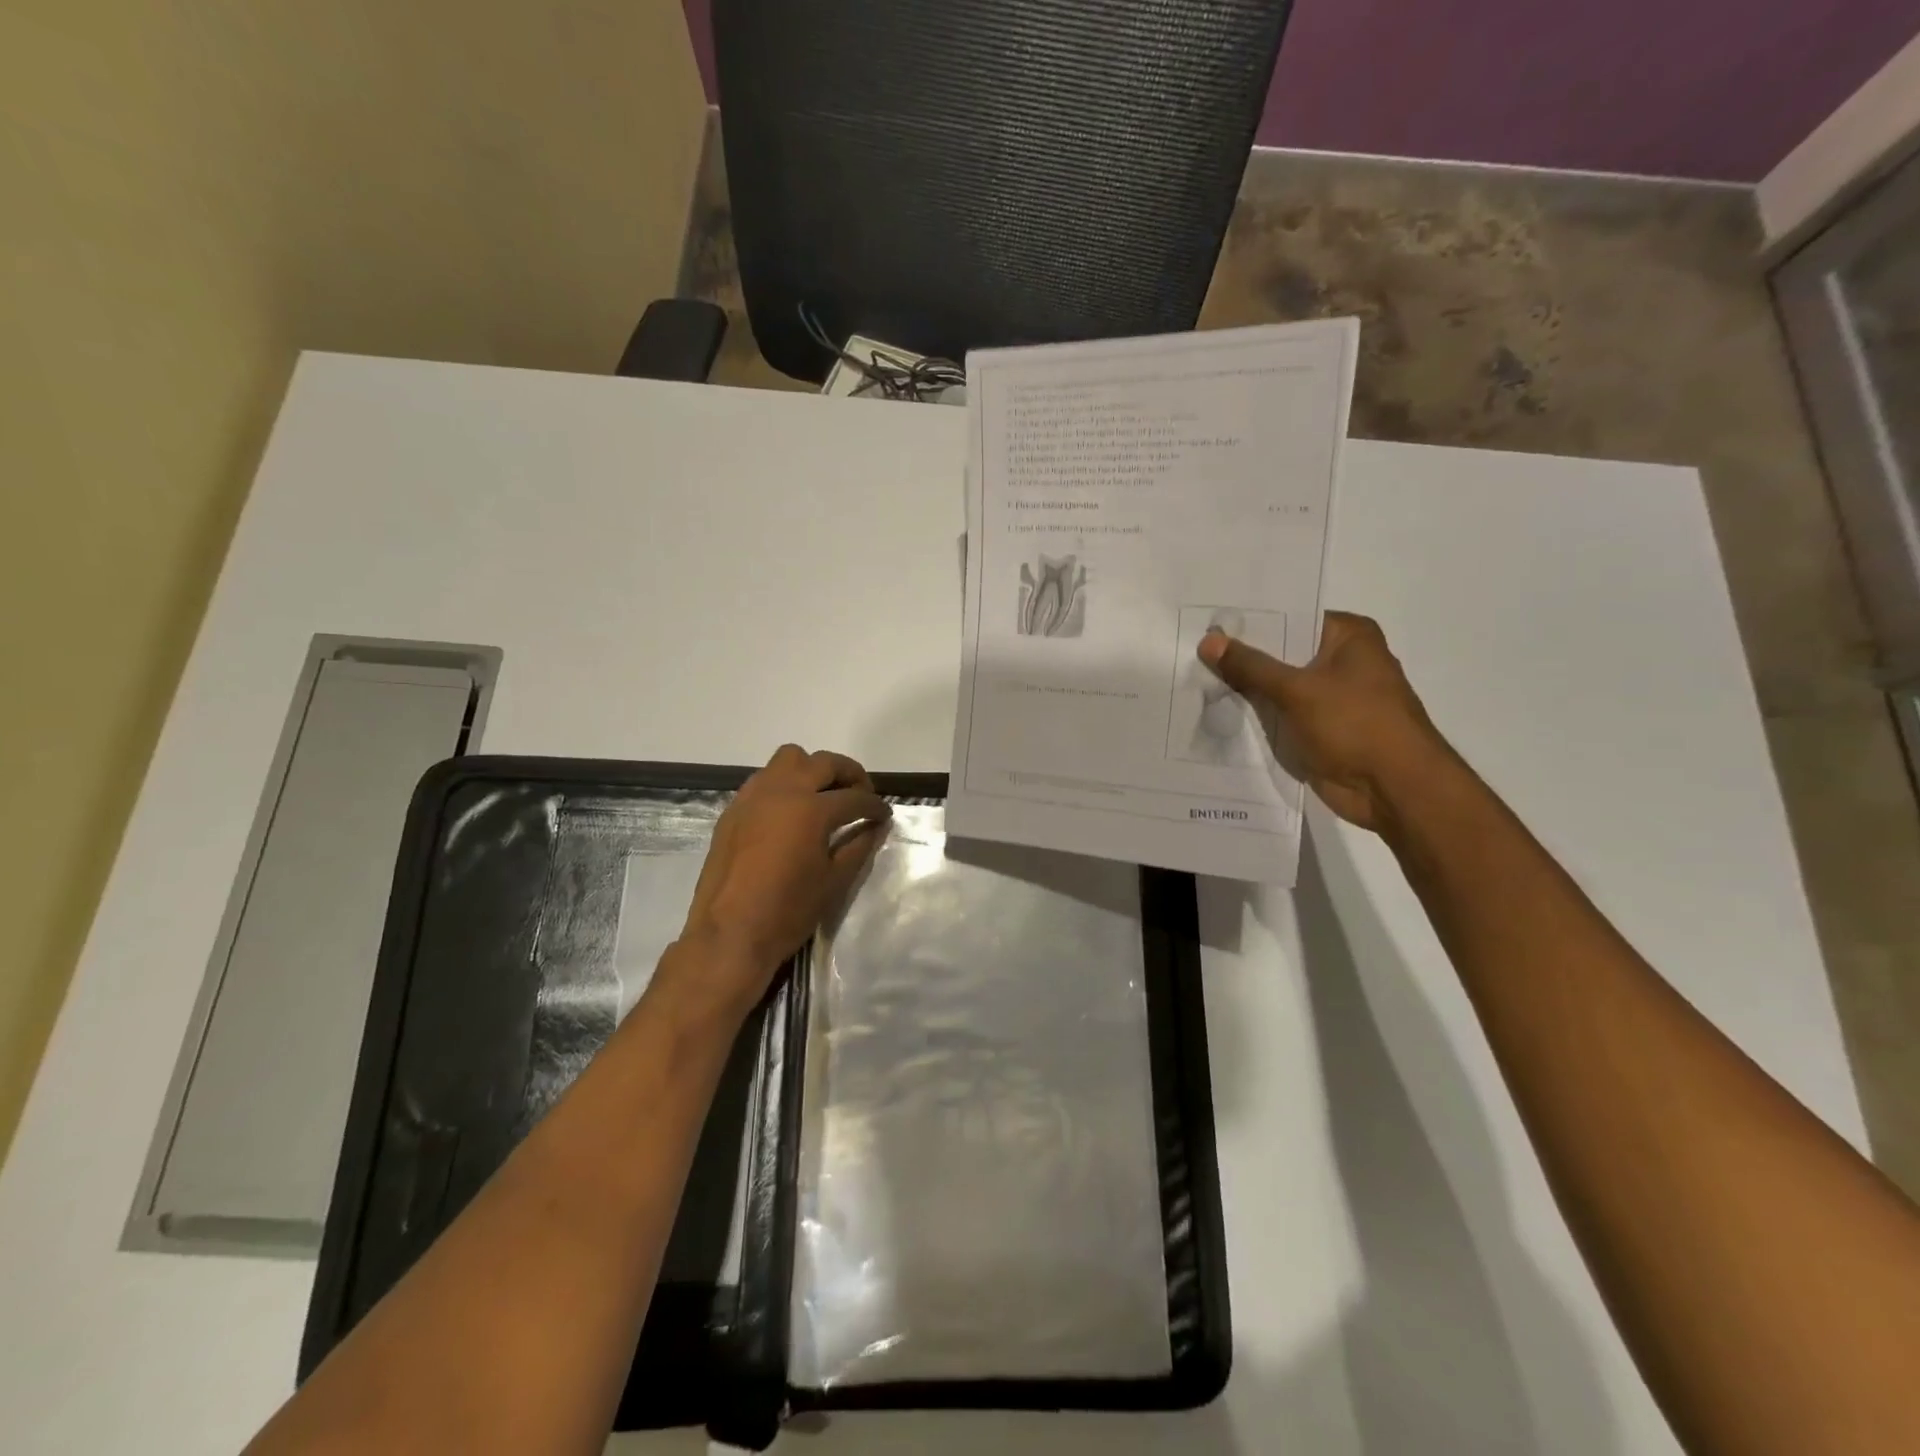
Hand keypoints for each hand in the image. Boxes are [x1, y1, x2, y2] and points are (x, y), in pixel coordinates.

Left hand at [675, 745, 889, 1011]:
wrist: (729, 934)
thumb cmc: (788, 911)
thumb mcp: (834, 880)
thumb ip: (858, 846)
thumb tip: (876, 826)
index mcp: (811, 809)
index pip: (853, 797)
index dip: (874, 806)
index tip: (884, 814)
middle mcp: (782, 791)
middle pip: (823, 763)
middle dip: (848, 774)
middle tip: (860, 795)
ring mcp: (753, 796)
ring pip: (788, 759)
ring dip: (812, 770)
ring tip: (823, 796)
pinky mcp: (733, 809)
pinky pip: (764, 779)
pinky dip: (784, 784)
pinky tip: (791, 812)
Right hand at [1198, 611, 1448, 832]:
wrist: (1394, 789)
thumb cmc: (1356, 725)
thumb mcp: (1297, 690)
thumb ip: (1250, 666)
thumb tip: (1208, 641)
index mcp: (1348, 636)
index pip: (1289, 617)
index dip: (1248, 622)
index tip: (1205, 623)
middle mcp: (1341, 661)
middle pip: (1280, 652)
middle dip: (1240, 657)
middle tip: (1190, 651)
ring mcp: (1331, 697)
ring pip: (1277, 686)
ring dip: (1244, 690)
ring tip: (1192, 680)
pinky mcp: (1320, 729)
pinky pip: (1280, 715)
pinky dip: (1256, 716)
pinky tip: (1215, 713)